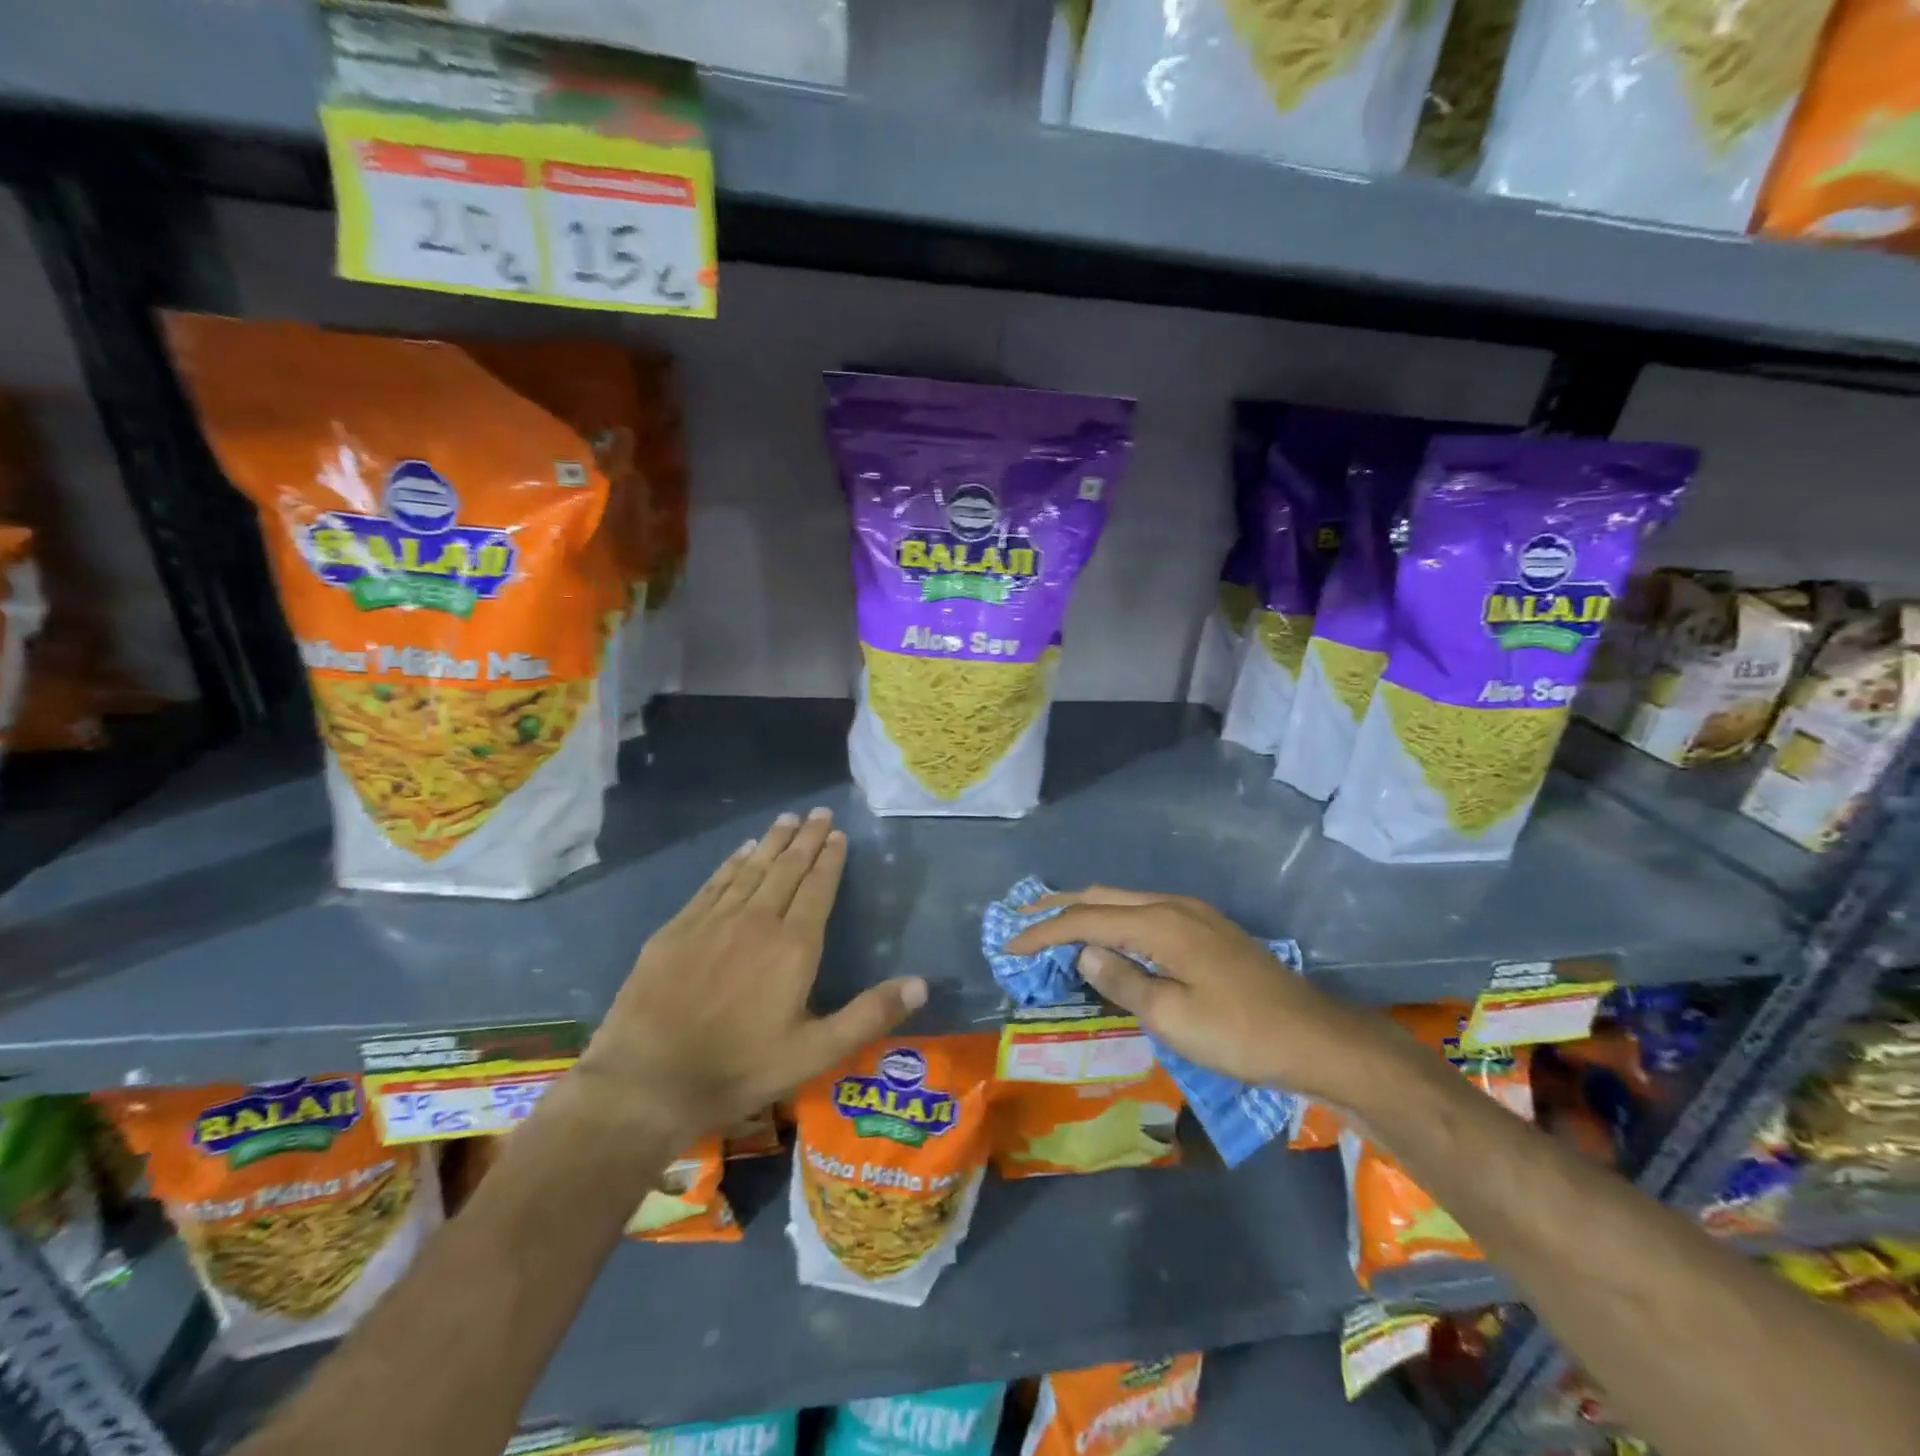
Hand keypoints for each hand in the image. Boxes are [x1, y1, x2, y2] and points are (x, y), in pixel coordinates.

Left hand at [577, 808, 925, 1142]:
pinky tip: (741, 850)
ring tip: (787, 819)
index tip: (837, 833)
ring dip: (772, 842)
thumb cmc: (739, 1069)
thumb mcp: (815, 1053)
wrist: (647, 1082)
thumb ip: (869, 1015)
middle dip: (806, 838)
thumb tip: (922, 984)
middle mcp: (756, 921)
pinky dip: (732, 863)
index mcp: (793, 946)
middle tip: (818, 811)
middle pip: (787, 869)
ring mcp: (713, 921)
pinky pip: (714, 884)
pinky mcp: (677, 929)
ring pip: (751, 869)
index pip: (818, 888)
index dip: (830, 859)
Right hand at [1005, 887, 1391, 1103]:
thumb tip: (1083, 952)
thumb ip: (1122, 980)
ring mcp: (1194, 914)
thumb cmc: (1239, 1034)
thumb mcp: (1172, 1017)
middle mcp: (1173, 905)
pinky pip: (1145, 912)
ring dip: (1087, 911)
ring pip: (1125, 900)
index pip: (1085, 919)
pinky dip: (1114, 919)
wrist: (1316, 1038)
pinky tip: (1110, 938)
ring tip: (1056, 926)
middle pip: (1102, 896)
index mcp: (1159, 923)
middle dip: (1059, 907)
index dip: (1043, 930)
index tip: (1009, 944)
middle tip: (1022, 920)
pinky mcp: (1207, 929)